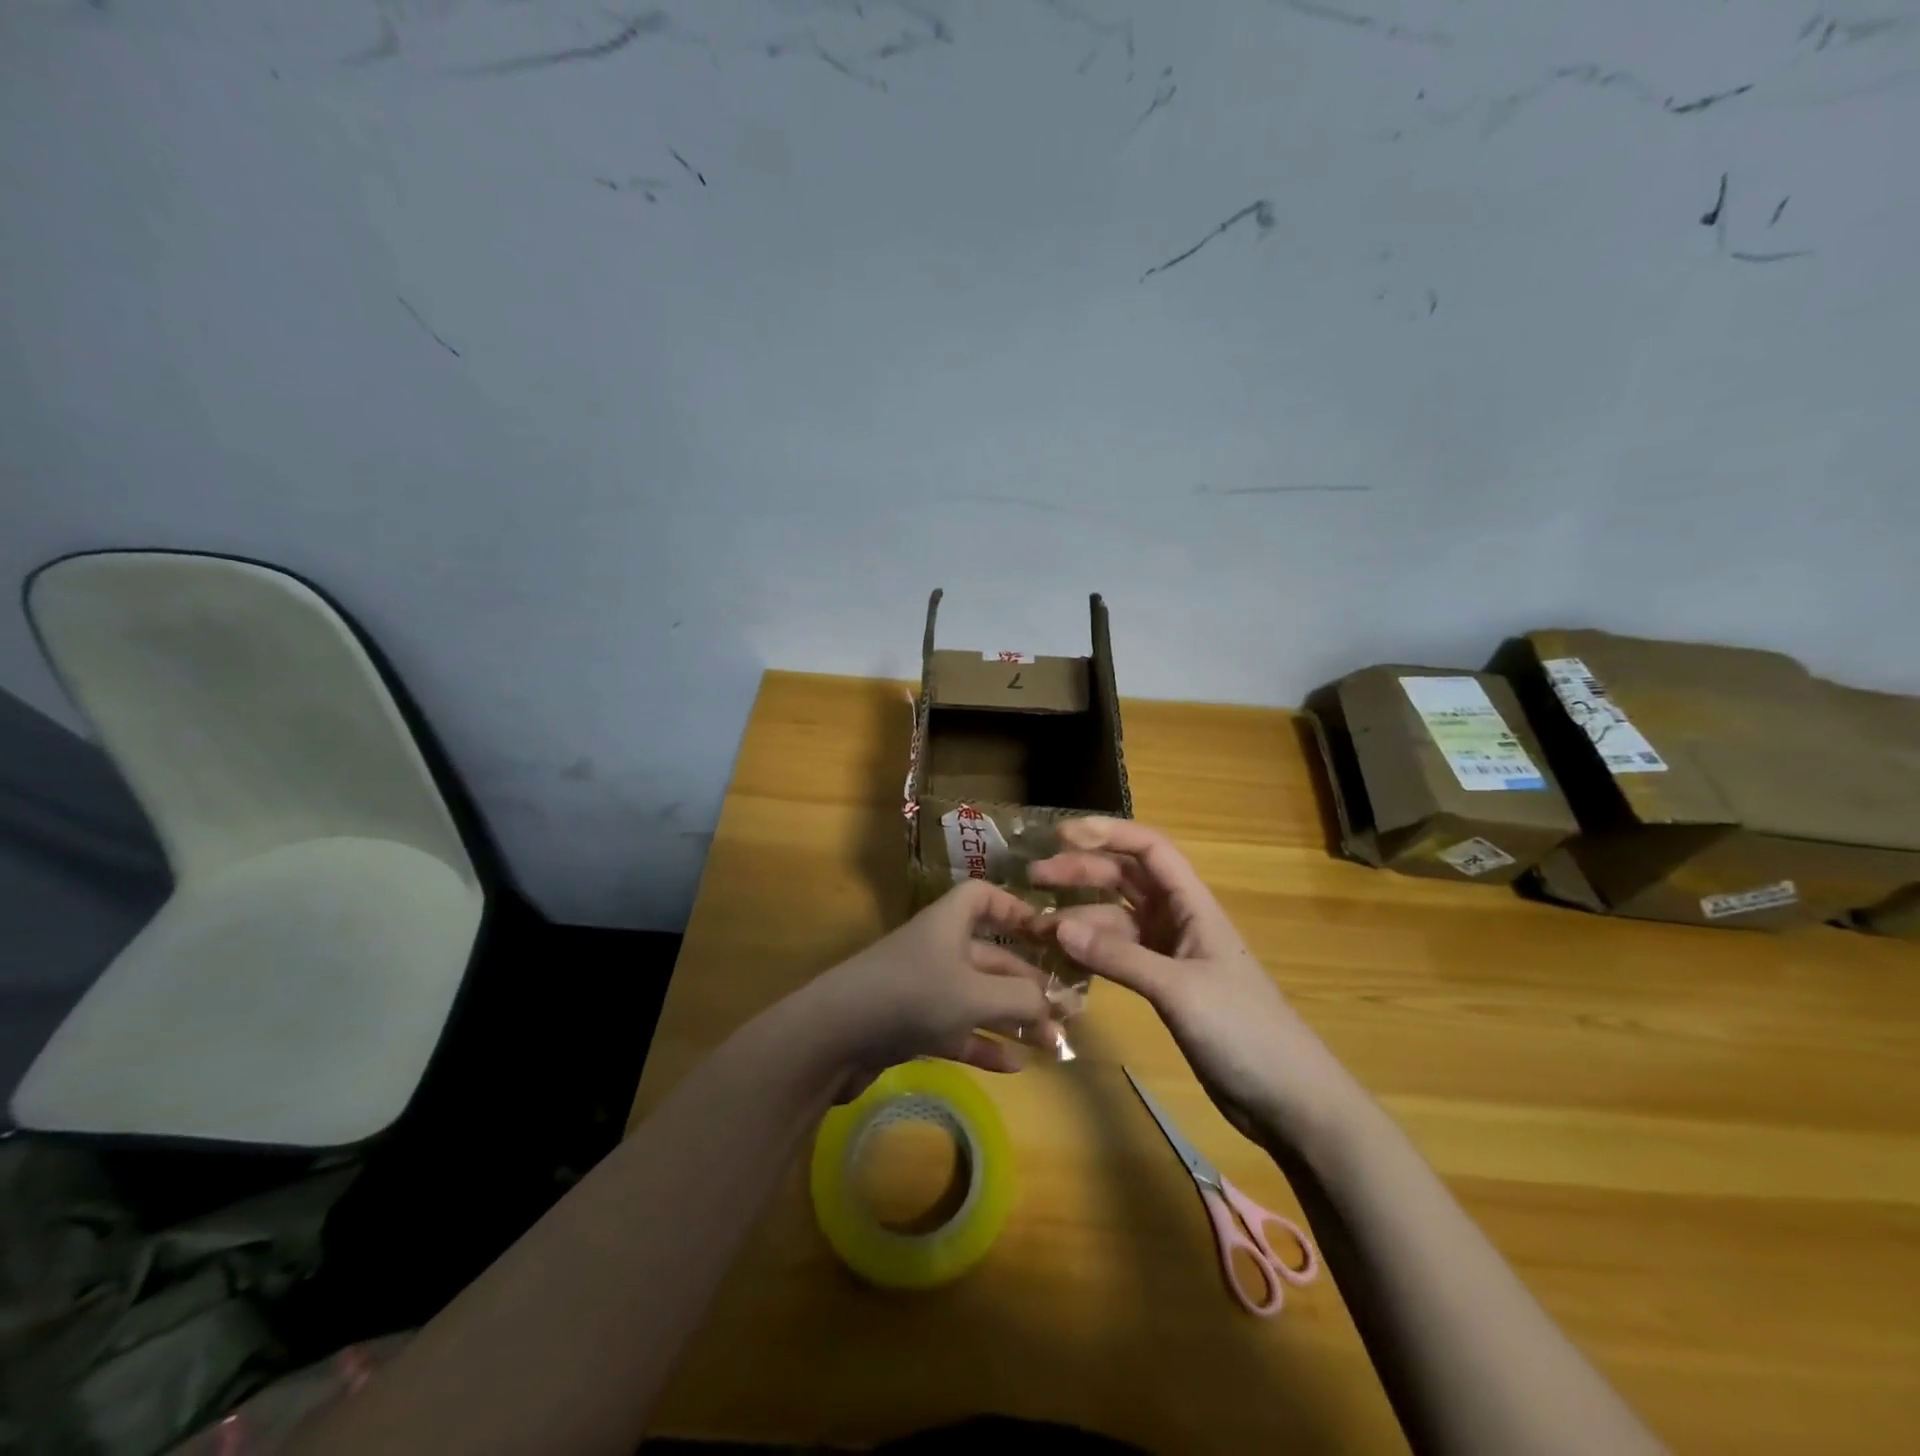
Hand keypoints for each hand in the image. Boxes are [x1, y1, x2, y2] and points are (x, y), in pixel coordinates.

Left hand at [798, 879, 1056, 1097]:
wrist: (835, 1036)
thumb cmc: (912, 995)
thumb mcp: (975, 994)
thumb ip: (1020, 998)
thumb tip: (1050, 1005)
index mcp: (949, 923)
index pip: (983, 897)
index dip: (1014, 909)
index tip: (1045, 934)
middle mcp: (937, 949)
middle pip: (990, 956)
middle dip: (1027, 982)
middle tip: (1065, 1010)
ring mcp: (923, 989)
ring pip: (977, 998)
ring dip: (1012, 1018)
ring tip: (1050, 1042)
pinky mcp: (911, 1025)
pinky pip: (957, 1030)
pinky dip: (984, 1045)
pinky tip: (1015, 1066)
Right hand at [1031, 818, 1342, 1142]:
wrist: (1289, 1100)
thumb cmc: (1244, 1032)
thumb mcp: (1178, 989)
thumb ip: (1118, 957)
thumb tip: (1058, 926)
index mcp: (1193, 905)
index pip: (1149, 850)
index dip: (1107, 833)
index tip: (1061, 835)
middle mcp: (1179, 920)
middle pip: (1125, 879)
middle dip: (1081, 872)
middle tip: (1034, 878)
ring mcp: (1171, 954)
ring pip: (1116, 918)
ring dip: (1079, 917)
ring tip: (1036, 928)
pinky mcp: (1164, 986)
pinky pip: (1118, 954)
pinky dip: (1091, 951)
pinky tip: (1062, 958)